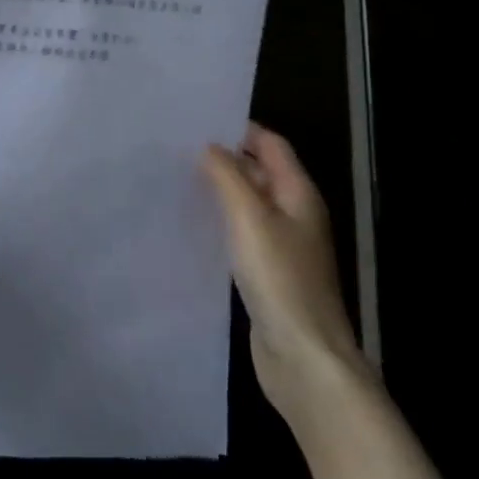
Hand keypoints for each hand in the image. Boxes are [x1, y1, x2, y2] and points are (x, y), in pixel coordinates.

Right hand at [202, 124, 368, 420]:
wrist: (304, 358)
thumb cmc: (279, 279)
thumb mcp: (249, 217)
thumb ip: (228, 175)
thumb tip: (209, 146)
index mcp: (298, 194)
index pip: (270, 144)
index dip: (238, 128)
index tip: (195, 120)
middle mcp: (294, 214)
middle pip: (259, 171)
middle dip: (223, 157)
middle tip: (175, 146)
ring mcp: (282, 245)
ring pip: (247, 203)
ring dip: (218, 189)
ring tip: (174, 177)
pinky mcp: (267, 272)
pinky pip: (240, 233)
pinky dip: (219, 221)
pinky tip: (190, 222)